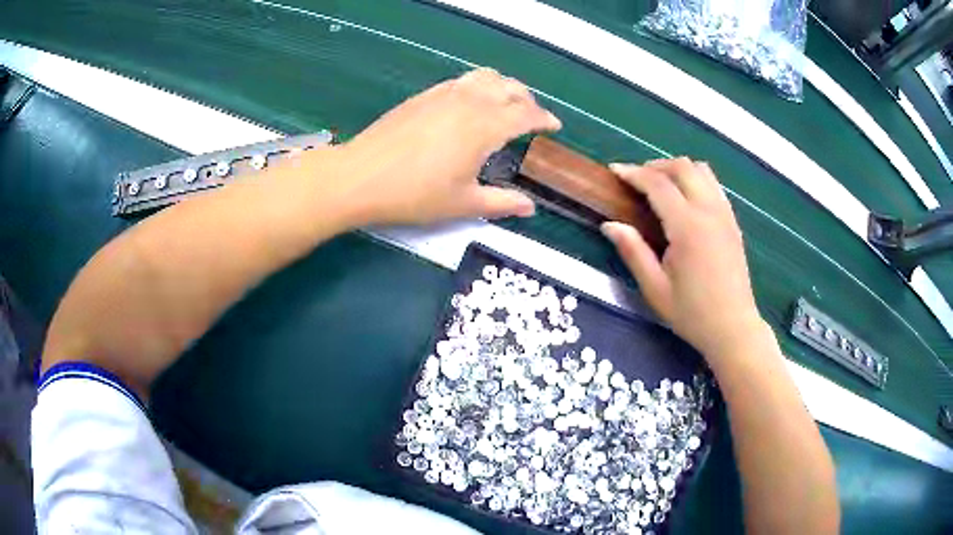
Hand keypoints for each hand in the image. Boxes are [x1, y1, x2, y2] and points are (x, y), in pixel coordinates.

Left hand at [328, 68, 560, 224]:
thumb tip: (529, 207)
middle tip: (531, 118)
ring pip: (486, 77)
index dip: (545, 119)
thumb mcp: (463, 204)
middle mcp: (470, 101)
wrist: (360, 176)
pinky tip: (470, 104)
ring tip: (505, 105)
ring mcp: (445, 93)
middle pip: (510, 87)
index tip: (555, 126)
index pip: (527, 113)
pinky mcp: (425, 95)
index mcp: (486, 126)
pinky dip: (478, 86)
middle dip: (528, 100)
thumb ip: (501, 203)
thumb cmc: (415, 194)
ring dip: (504, 87)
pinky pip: (462, 80)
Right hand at [601, 158, 762, 363]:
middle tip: (636, 180)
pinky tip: (685, 200)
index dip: (633, 173)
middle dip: (655, 166)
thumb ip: (633, 252)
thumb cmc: (692, 313)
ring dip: (678, 170)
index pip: (658, 184)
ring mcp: (725, 214)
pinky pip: (714, 185)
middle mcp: (709, 211)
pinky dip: (696, 180)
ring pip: (702, 170)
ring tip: (661, 186)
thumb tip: (609, 225)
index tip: (614, 171)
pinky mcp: (733, 222)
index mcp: (687, 227)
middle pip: (682, 167)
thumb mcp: (655, 289)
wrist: (733, 328)